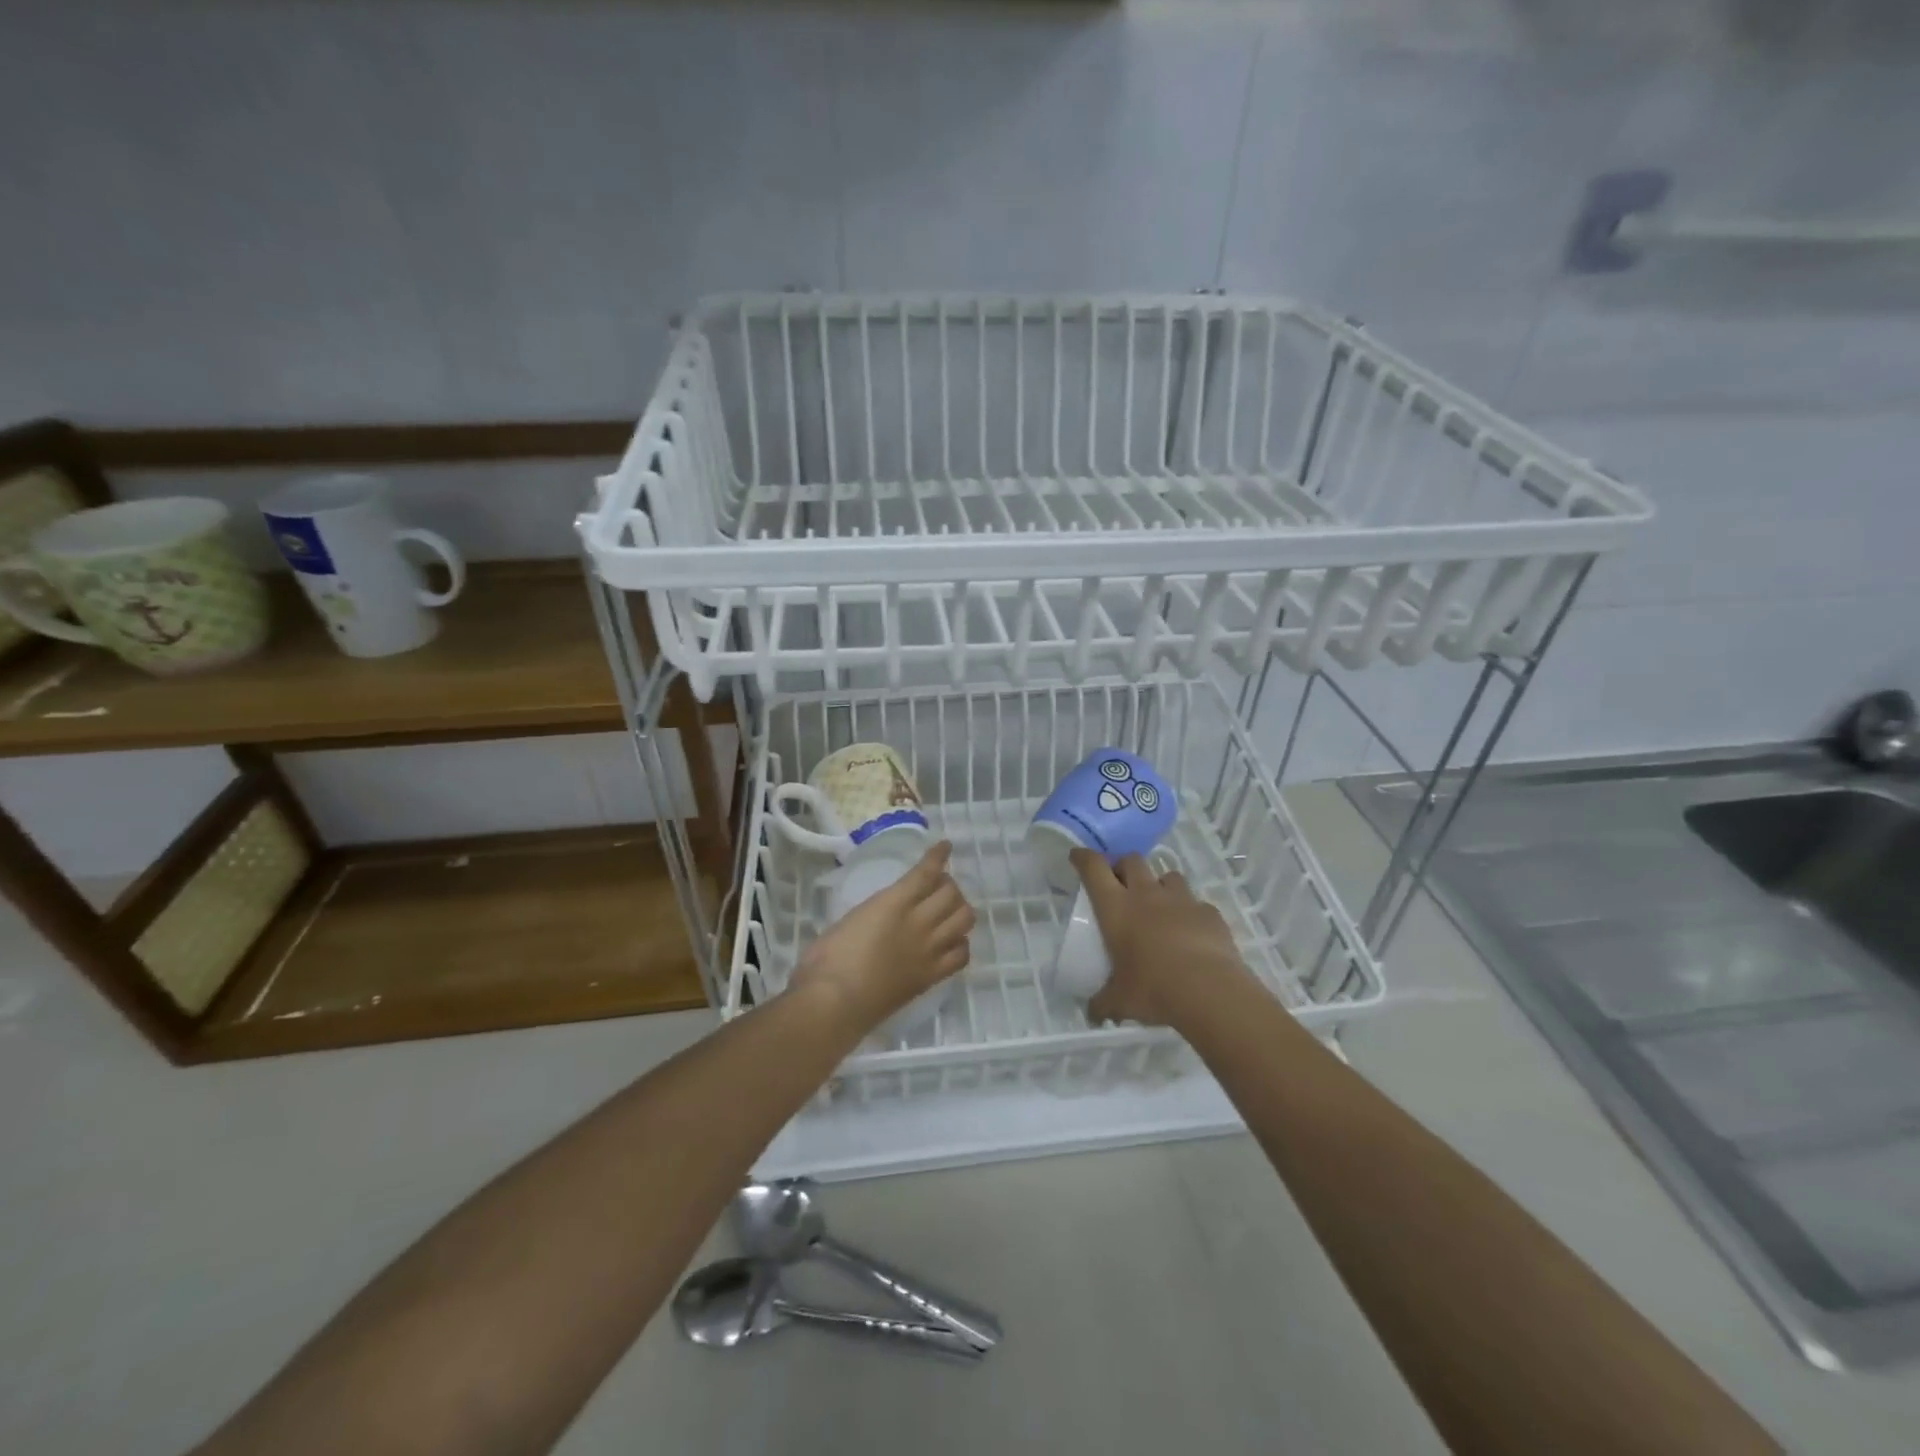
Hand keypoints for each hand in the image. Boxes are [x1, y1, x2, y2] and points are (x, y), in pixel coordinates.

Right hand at [792, 842, 973, 1030]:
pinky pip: (961, 955)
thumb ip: (876, 909)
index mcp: (894, 903)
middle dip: (949, 884)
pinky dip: (961, 944)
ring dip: (960, 909)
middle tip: (939, 887)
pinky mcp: (931, 977)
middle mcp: (919, 923)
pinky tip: (952, 942)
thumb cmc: (828, 958)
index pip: (926, 873)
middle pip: (952, 894)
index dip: (939, 856)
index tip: (945, 847)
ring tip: (948, 911)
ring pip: (964, 920)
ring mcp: (929, 951)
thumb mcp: (852, 918)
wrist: (835, 1003)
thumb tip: (885, 913)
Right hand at [1072, 849, 1249, 1027]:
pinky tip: (1191, 932)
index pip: (1094, 868)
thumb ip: (1102, 1003)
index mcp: (1116, 908)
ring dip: (1159, 885)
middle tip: (1121, 885)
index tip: (1078, 857)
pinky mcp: (1209, 912)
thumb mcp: (1119, 1001)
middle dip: (1123, 866)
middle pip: (1132, 860)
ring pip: (1167, 875)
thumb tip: (1092, 1014)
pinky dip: (1190, 912)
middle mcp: (1146, 894)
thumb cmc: (1152, 989)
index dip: (1084, 858)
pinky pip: (1196, 903)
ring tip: (1159, 906)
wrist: (1209, 991)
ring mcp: (1181, 900)